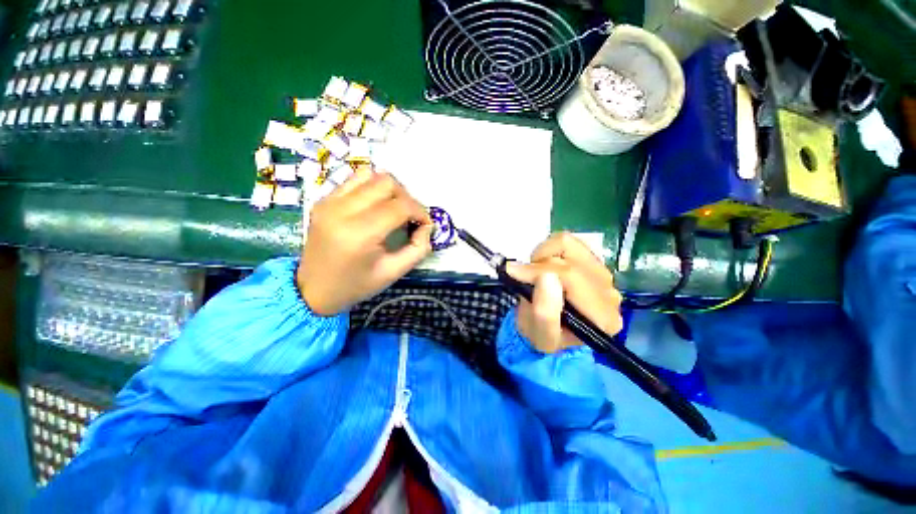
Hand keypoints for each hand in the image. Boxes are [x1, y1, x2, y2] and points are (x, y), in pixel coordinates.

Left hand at [297, 170, 432, 315]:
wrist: (313, 290)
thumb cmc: (356, 285)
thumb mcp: (394, 272)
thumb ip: (418, 248)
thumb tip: (427, 226)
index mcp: (359, 234)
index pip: (400, 206)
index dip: (420, 212)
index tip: (425, 224)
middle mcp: (341, 210)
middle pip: (386, 183)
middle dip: (407, 197)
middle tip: (410, 217)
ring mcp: (329, 202)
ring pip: (371, 175)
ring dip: (390, 189)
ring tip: (394, 208)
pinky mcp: (323, 200)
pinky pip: (355, 180)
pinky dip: (372, 188)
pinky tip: (376, 206)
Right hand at [506, 233, 623, 352]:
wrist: (549, 331)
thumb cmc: (543, 336)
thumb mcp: (540, 335)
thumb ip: (544, 312)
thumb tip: (546, 275)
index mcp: (602, 316)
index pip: (571, 277)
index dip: (538, 270)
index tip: (514, 273)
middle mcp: (609, 293)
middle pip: (570, 260)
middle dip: (539, 266)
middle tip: (523, 279)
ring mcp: (603, 274)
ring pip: (569, 245)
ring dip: (543, 256)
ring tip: (535, 274)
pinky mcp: (592, 262)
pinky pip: (567, 242)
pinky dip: (548, 249)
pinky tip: (544, 266)